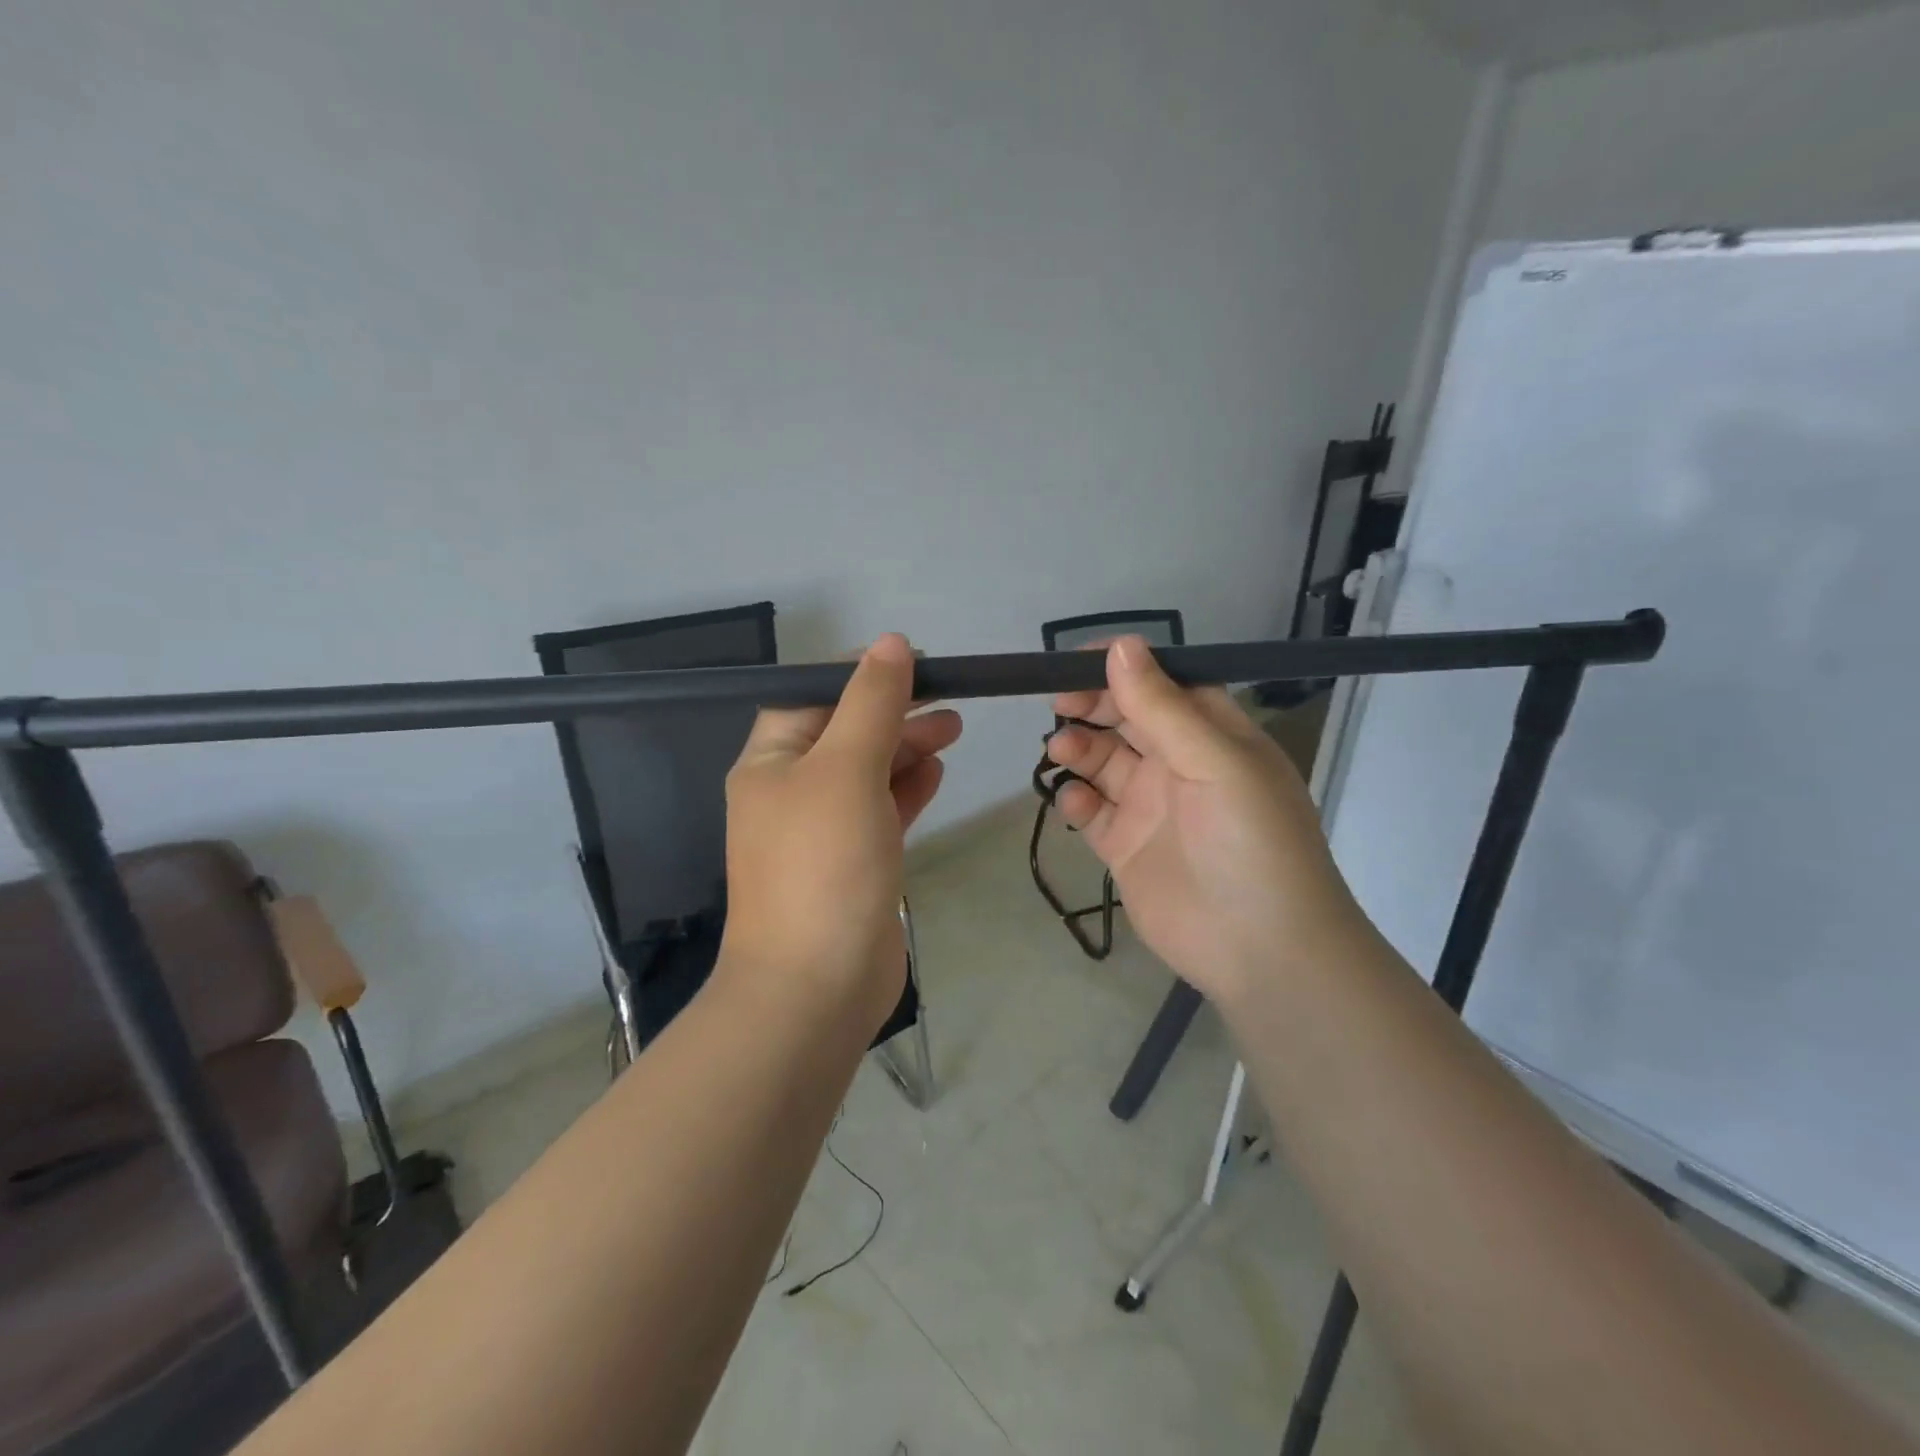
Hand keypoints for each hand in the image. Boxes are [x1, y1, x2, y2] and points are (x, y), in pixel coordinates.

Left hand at [720, 634, 961, 1035]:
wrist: (816, 987)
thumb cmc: (824, 865)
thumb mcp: (846, 768)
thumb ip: (871, 703)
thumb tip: (891, 643)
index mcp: (771, 761)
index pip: (813, 696)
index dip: (860, 674)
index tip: (914, 662)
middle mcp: (790, 791)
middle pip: (845, 731)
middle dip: (894, 710)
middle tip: (949, 696)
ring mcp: (822, 831)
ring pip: (868, 771)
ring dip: (906, 746)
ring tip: (953, 728)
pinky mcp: (853, 863)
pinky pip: (880, 810)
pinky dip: (906, 788)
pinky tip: (937, 772)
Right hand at [1045, 636, 1369, 1004]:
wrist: (1262, 950)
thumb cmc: (1251, 843)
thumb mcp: (1215, 763)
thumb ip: (1162, 707)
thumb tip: (1121, 645)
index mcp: (1214, 736)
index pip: (1165, 684)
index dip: (1124, 668)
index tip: (1078, 661)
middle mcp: (1181, 765)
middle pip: (1127, 718)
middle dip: (1092, 705)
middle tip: (1059, 703)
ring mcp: (1151, 807)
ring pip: (1103, 761)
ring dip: (1079, 749)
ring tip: (1062, 750)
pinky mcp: (1126, 847)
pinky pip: (1091, 812)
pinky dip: (1076, 801)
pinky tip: (1074, 803)